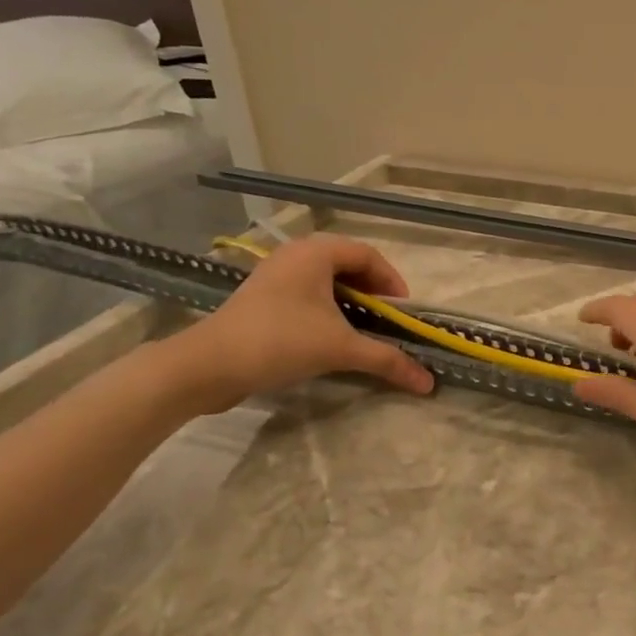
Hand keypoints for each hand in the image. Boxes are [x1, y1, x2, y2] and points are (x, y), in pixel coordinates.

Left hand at [164, 236, 434, 411]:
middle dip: (372, 290)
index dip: (392, 282)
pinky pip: (306, 292)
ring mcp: (274, 274)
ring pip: (326, 279)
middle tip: (386, 318)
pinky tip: (330, 334)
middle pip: (348, 264)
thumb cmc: (280, 341)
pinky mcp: (261, 296)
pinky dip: (326, 307)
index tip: (404, 311)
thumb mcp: (341, 349)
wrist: (206, 366)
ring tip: (362, 327)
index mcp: (316, 252)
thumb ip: (387, 360)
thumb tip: (429, 383)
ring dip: (350, 300)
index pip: (369, 256)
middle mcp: (295, 254)